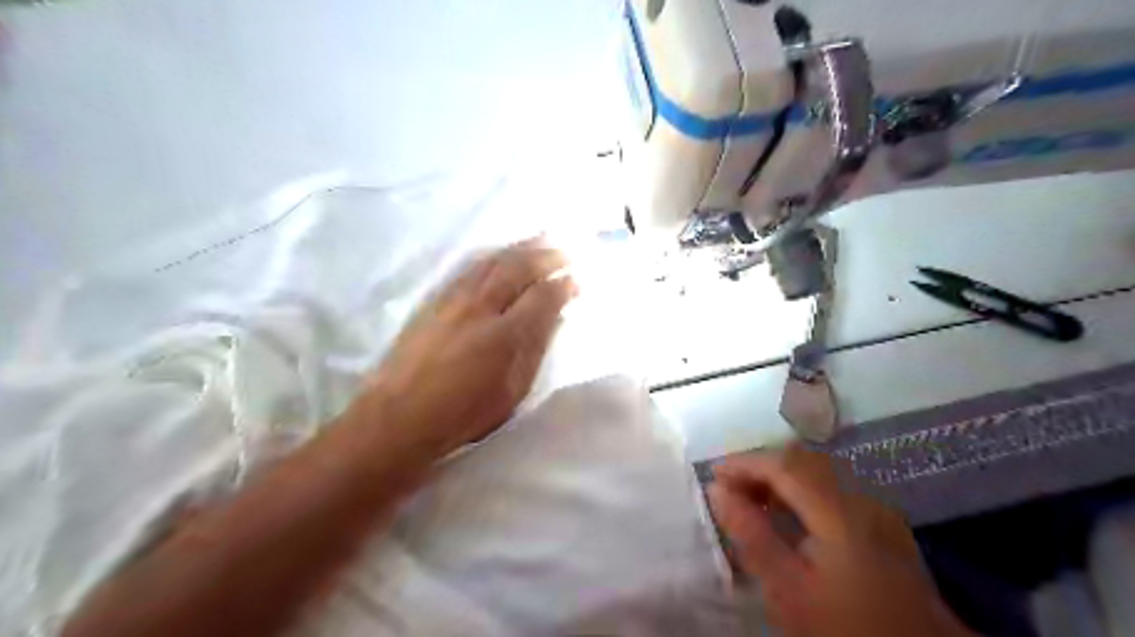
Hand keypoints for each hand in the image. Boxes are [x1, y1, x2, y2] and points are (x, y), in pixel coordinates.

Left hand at [365, 239, 576, 457]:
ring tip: (539, 240)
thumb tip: (553, 318)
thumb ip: (535, 350)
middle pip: (518, 268)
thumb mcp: (512, 392)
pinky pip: (471, 267)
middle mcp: (481, 307)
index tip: (575, 281)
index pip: (542, 296)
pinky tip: (500, 254)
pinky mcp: (435, 300)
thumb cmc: (463, 413)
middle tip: (564, 251)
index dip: (563, 285)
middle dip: (545, 256)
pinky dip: (492, 256)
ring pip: (493, 261)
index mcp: (506, 334)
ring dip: (520, 248)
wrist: (400, 414)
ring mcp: (455, 300)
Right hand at [706, 442, 975, 636]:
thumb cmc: (844, 627)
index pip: (783, 465)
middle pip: (802, 460)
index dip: (744, 463)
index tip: (713, 474)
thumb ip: (751, 534)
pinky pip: (833, 486)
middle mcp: (862, 497)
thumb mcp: (787, 589)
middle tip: (730, 488)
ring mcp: (877, 508)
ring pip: (818, 469)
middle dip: (761, 466)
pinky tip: (789, 514)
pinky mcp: (883, 522)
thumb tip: (717, 490)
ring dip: (781, 476)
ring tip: (752, 499)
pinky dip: (802, 488)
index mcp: (840, 511)